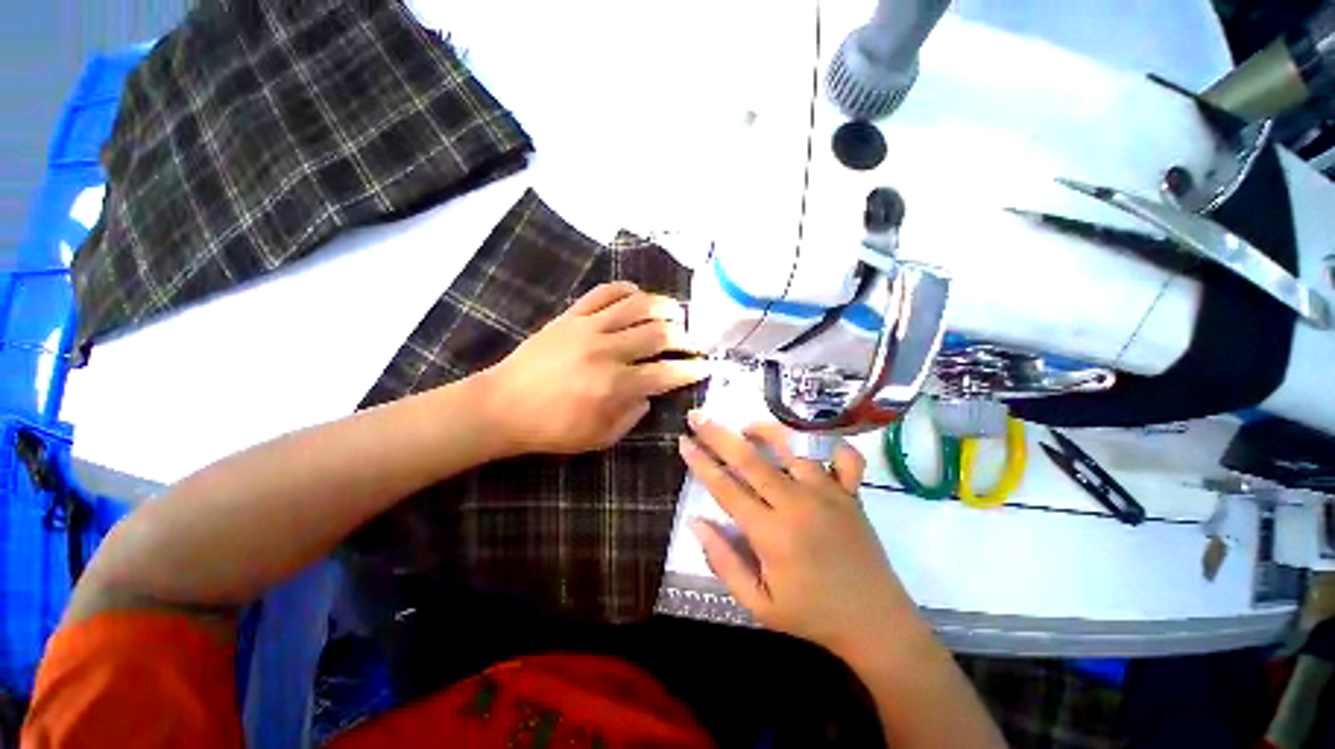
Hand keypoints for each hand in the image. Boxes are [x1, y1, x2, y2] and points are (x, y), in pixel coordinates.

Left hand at [481, 282, 709, 455]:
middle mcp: (607, 351)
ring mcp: (588, 328)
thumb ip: (633, 416)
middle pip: (658, 333)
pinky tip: (638, 295)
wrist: (502, 405)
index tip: (706, 366)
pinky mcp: (571, 315)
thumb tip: (650, 392)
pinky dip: (626, 289)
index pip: (666, 373)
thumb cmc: (552, 429)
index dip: (691, 369)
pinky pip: (604, 293)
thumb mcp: (599, 438)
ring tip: (677, 312)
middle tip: (693, 342)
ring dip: (664, 306)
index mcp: (615, 386)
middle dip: (684, 337)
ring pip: (637, 306)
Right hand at [680, 415, 921, 663]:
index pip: (725, 488)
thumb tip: (696, 522)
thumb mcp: (757, 603)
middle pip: (750, 459)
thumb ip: (723, 562)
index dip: (700, 462)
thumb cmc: (811, 615)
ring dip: (766, 430)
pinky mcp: (852, 493)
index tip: (684, 441)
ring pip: (793, 447)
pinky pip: (844, 456)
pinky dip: (830, 442)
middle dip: (718, 434)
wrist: (874, 623)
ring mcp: (828, 494)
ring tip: (747, 426)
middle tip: (698, 416)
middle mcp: (797, 504)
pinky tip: (810, 443)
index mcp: (771, 534)